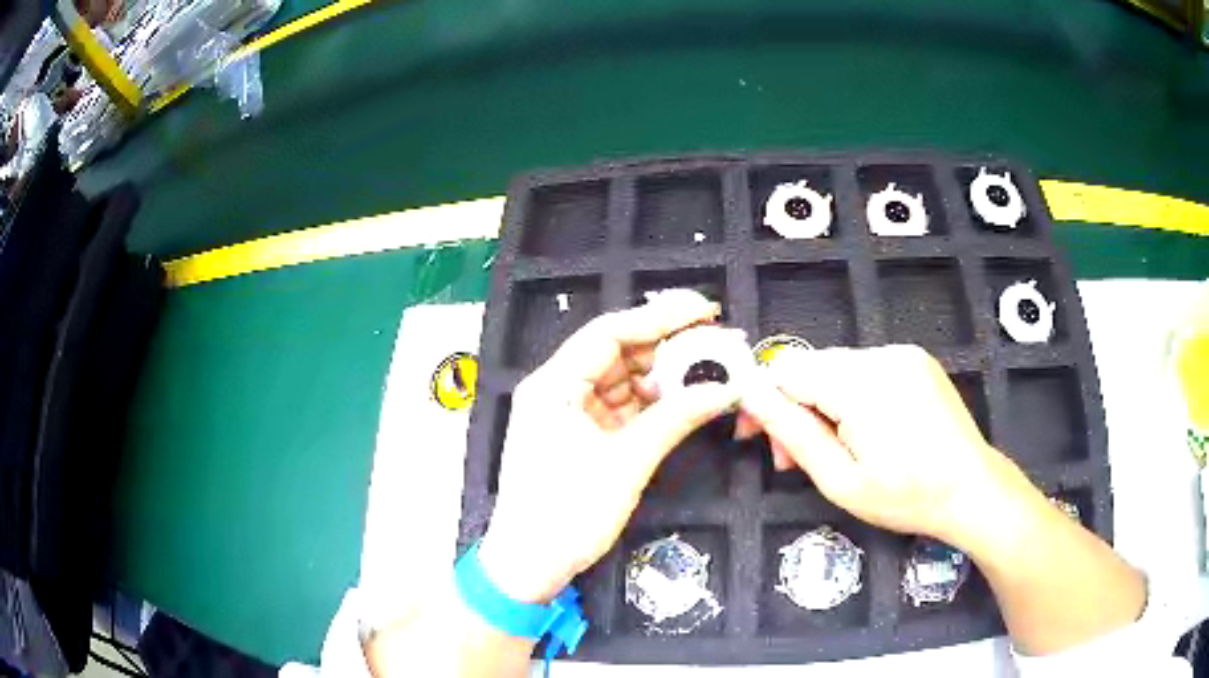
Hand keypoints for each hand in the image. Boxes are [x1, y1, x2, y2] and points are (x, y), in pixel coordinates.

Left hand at [479, 291, 739, 602]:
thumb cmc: (566, 514)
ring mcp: (570, 413)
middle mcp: (558, 389)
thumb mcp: (625, 463)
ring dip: (666, 377)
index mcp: (553, 384)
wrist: (530, 565)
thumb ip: (676, 418)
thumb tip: (726, 387)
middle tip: (718, 343)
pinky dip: (655, 405)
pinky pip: (624, 408)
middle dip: (668, 347)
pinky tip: (688, 400)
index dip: (659, 317)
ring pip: (624, 380)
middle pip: (618, 353)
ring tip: (712, 371)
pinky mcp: (583, 436)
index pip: (609, 332)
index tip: (704, 310)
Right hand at [739, 345, 1020, 546]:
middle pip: (812, 367)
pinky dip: (850, 396)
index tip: (755, 438)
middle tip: (792, 458)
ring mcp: (902, 354)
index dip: (762, 400)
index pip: (786, 369)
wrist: (971, 490)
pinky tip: (862, 430)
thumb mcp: (840, 480)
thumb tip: (749, 394)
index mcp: (861, 383)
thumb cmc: (906, 497)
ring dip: (822, 403)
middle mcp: (881, 355)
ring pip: (837, 368)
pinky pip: (865, 369)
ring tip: (831, 448)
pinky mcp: (916, 360)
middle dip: (793, 407)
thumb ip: (792, 432)